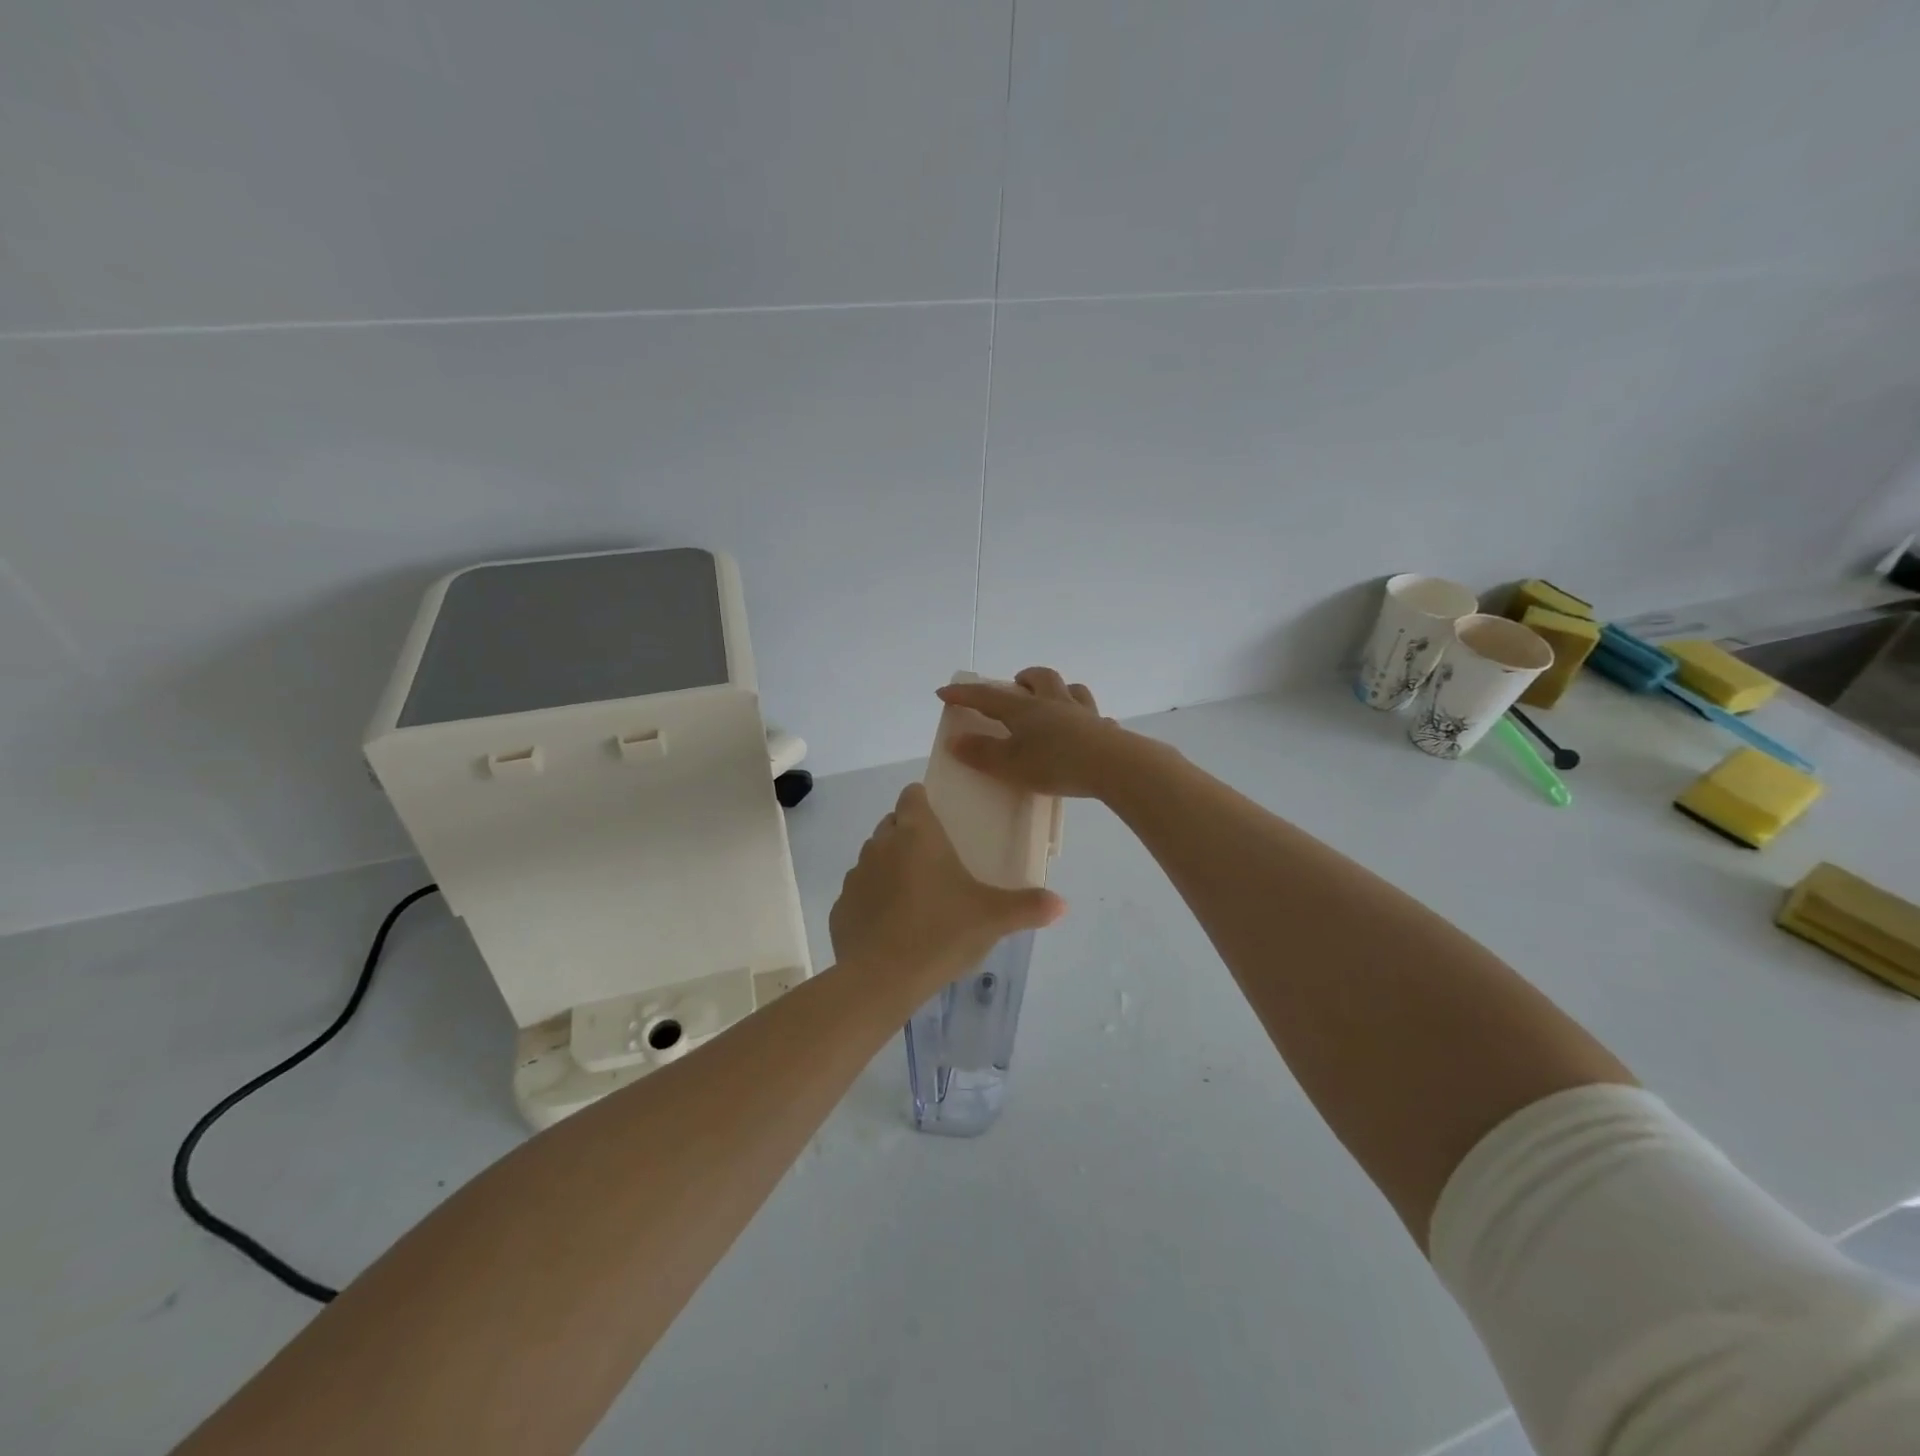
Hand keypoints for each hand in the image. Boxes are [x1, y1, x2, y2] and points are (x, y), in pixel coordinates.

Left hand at [831, 782, 1064, 989]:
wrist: (881, 980)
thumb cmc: (941, 934)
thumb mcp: (993, 919)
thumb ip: (1028, 906)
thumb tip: (1062, 904)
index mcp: (916, 834)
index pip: (912, 795)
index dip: (923, 802)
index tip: (941, 820)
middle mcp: (881, 845)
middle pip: (892, 825)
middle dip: (909, 835)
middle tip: (937, 863)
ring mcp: (855, 876)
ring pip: (873, 858)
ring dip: (890, 867)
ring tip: (916, 897)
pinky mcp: (840, 907)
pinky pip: (859, 893)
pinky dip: (872, 900)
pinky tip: (891, 927)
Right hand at [936, 667, 1143, 799]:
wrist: (1113, 766)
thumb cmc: (1055, 764)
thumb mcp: (1010, 764)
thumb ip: (982, 753)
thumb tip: (954, 740)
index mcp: (1026, 710)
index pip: (988, 697)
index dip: (965, 694)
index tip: (944, 692)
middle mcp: (1055, 703)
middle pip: (1040, 678)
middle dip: (1024, 678)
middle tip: (1015, 685)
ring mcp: (1083, 714)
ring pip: (1072, 689)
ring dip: (1058, 690)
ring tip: (1051, 702)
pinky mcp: (1105, 730)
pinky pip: (1096, 718)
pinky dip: (1087, 720)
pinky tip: (1086, 731)